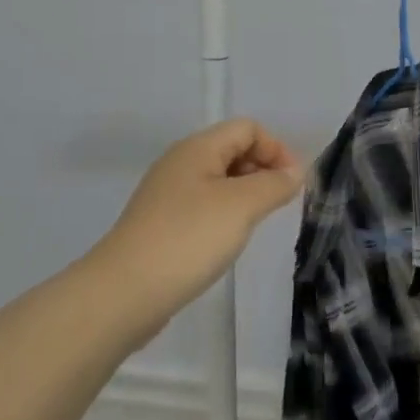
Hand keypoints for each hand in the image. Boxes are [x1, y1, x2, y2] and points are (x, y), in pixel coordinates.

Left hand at [88, 119, 305, 346]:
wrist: (124, 291)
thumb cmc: (188, 238)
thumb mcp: (241, 206)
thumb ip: (273, 184)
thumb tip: (295, 172)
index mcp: (197, 148)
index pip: (247, 128)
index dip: (276, 149)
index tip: (294, 185)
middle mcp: (180, 162)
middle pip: (232, 149)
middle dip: (262, 169)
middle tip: (279, 205)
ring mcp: (167, 193)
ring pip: (218, 179)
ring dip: (245, 193)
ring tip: (256, 224)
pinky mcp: (161, 223)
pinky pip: (203, 205)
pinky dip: (224, 214)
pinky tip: (227, 240)